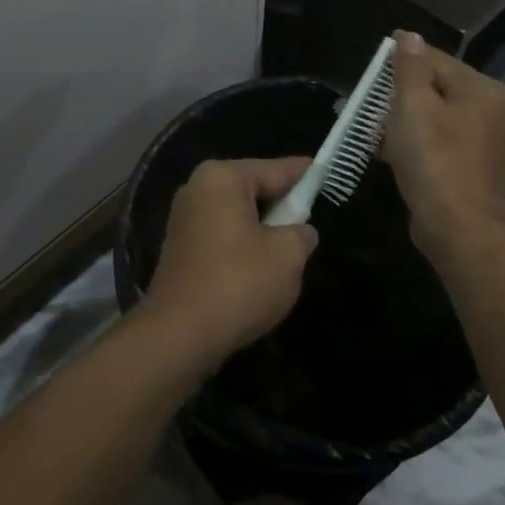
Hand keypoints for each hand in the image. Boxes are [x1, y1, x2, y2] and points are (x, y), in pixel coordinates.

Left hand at [142, 158, 319, 365]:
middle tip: (310, 221)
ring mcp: (184, 217)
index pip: (276, 169)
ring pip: (237, 213)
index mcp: (223, 177)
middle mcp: (198, 187)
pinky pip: (221, 233)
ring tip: (287, 251)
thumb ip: (300, 234)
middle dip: (282, 205)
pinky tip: (257, 269)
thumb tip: (300, 231)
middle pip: (254, 188)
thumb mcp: (287, 257)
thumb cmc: (238, 284)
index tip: (326, 170)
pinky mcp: (179, 246)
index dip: (305, 174)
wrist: (179, 334)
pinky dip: (242, 244)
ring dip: (262, 229)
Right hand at [382, 31, 504, 256]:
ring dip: (409, 120)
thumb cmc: (434, 159)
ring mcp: (490, 142)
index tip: (373, 73)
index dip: (401, 63)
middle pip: (440, 87)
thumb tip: (409, 36)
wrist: (458, 229)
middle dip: (404, 95)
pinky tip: (394, 151)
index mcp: (485, 90)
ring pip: (440, 115)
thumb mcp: (413, 105)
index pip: (436, 61)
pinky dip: (421, 141)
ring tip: (378, 128)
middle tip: (373, 104)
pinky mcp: (479, 167)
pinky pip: (445, 140)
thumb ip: (410, 67)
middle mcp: (496, 111)